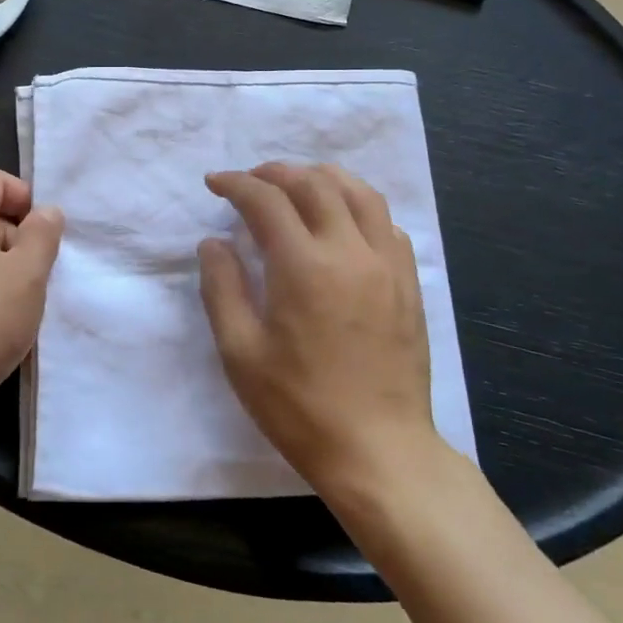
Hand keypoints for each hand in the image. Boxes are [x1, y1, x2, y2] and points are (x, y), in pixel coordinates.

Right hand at [198, 163, 436, 495]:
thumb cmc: (299, 407)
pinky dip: (358, 206)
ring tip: (297, 185)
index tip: (215, 183)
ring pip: (359, 192)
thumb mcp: (240, 353)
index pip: (266, 200)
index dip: (236, 184)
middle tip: (250, 181)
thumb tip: (214, 243)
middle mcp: (349, 250)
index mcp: (303, 265)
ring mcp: (386, 264)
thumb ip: (222, 288)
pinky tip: (342, 222)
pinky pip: (386, 222)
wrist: (378, 451)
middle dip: (275, 172)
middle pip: (314, 184)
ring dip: (322, 178)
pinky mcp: (408, 282)